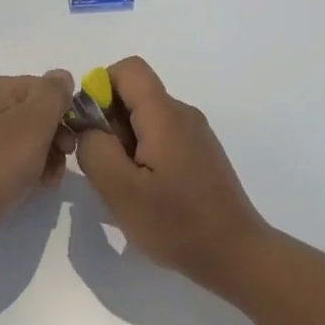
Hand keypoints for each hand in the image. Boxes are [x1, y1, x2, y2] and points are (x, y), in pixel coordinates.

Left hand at [0, 71, 77, 245]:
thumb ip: (53, 94)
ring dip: (41, 159)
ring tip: (45, 184)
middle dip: (54, 140)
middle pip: (33, 115)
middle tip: (60, 167)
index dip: (64, 114)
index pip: (45, 89)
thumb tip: (62, 76)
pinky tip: (24, 190)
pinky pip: (2, 159)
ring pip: (20, 140)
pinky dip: (18, 171)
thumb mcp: (34, 123)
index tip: (70, 144)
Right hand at [74, 57, 272, 285]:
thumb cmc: (177, 224)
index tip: (92, 130)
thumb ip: (95, 150)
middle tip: (107, 169)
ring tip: (126, 186)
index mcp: (165, 115)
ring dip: (124, 143)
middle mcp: (183, 114)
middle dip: (109, 122)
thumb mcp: (121, 191)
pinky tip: (147, 193)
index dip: (100, 88)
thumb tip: (88, 127)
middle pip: (135, 94)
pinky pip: (161, 136)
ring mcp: (195, 134)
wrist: (236, 255)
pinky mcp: (200, 153)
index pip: (128, 69)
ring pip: (145, 118)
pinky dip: (143, 154)